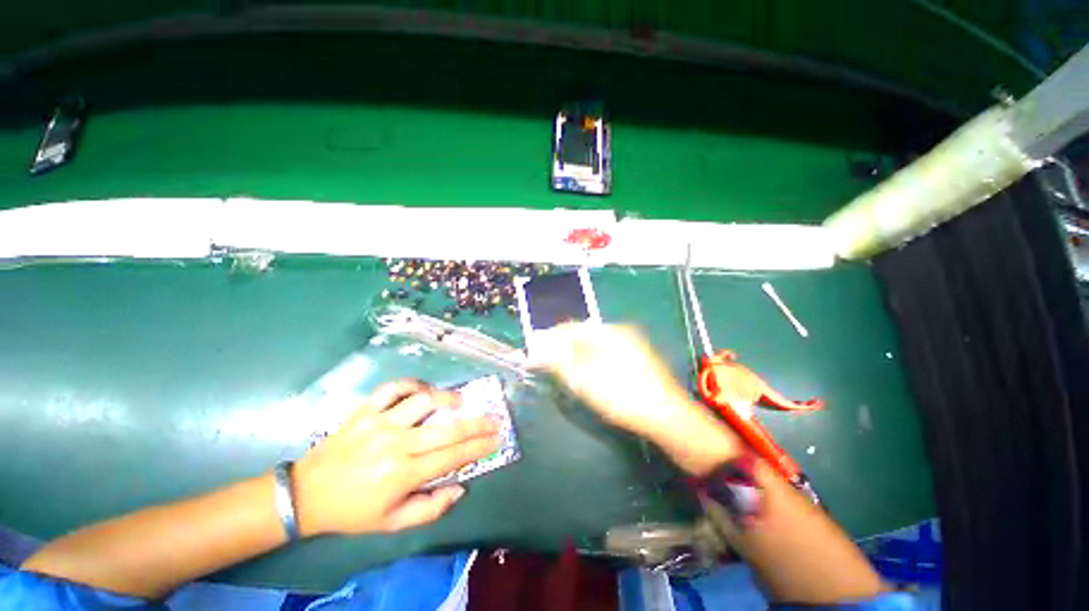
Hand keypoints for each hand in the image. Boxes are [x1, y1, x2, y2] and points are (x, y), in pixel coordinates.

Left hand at [293, 380, 499, 535]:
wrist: (307, 493)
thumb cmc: (353, 510)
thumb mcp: (392, 523)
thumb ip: (431, 508)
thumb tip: (461, 485)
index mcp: (403, 474)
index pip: (453, 456)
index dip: (479, 446)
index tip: (497, 437)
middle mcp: (396, 444)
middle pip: (447, 428)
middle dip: (477, 423)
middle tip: (493, 419)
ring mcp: (380, 422)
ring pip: (423, 401)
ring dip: (447, 398)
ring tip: (460, 401)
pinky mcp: (365, 409)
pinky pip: (394, 387)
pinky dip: (413, 384)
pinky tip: (423, 390)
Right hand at [533, 324, 739, 474]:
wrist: (668, 417)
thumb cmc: (623, 397)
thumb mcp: (585, 380)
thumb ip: (560, 362)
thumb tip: (539, 350)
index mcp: (608, 332)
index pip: (572, 327)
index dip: (552, 338)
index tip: (537, 351)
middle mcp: (621, 332)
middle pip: (584, 335)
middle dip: (565, 349)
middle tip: (553, 366)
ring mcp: (633, 344)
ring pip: (596, 345)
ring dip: (579, 356)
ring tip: (570, 373)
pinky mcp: (639, 358)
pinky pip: (608, 353)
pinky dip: (594, 361)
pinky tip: (593, 376)